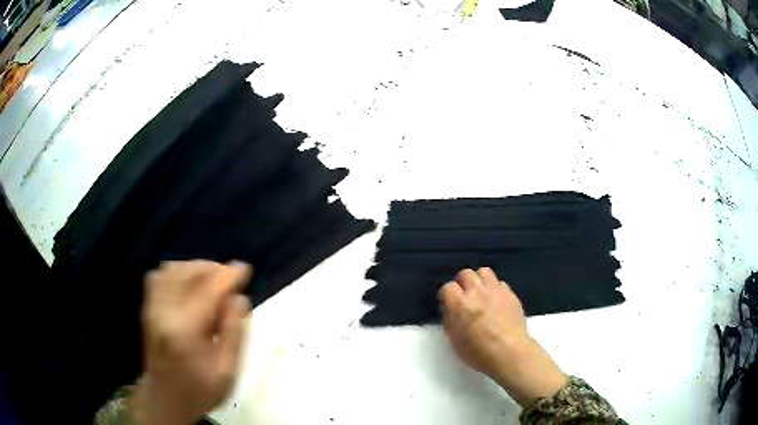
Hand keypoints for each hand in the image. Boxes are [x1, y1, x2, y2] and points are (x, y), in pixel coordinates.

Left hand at [130, 260, 251, 424]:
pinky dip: (176, 273)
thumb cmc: (200, 390)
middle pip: (188, 272)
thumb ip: (234, 333)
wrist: (165, 400)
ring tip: (212, 281)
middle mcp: (163, 311)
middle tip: (230, 279)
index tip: (246, 268)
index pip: (208, 289)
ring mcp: (151, 307)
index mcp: (185, 329)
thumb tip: (239, 298)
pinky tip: (188, 285)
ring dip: (195, 268)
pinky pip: (158, 276)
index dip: (229, 275)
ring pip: (172, 269)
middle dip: (213, 269)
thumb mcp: (227, 371)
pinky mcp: (147, 308)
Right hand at [439, 268, 565, 406]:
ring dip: (479, 280)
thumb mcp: (454, 340)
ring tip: (480, 294)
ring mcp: (496, 290)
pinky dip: (495, 288)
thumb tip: (450, 309)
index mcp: (460, 303)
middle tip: (464, 297)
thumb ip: (450, 319)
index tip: (448, 304)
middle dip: (462, 283)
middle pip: (465, 273)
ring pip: (484, 271)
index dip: (446, 295)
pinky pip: (500, 283)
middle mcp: (477, 291)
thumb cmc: (478, 352)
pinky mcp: (510, 293)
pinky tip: (496, 301)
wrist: (510, 352)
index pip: (447, 287)